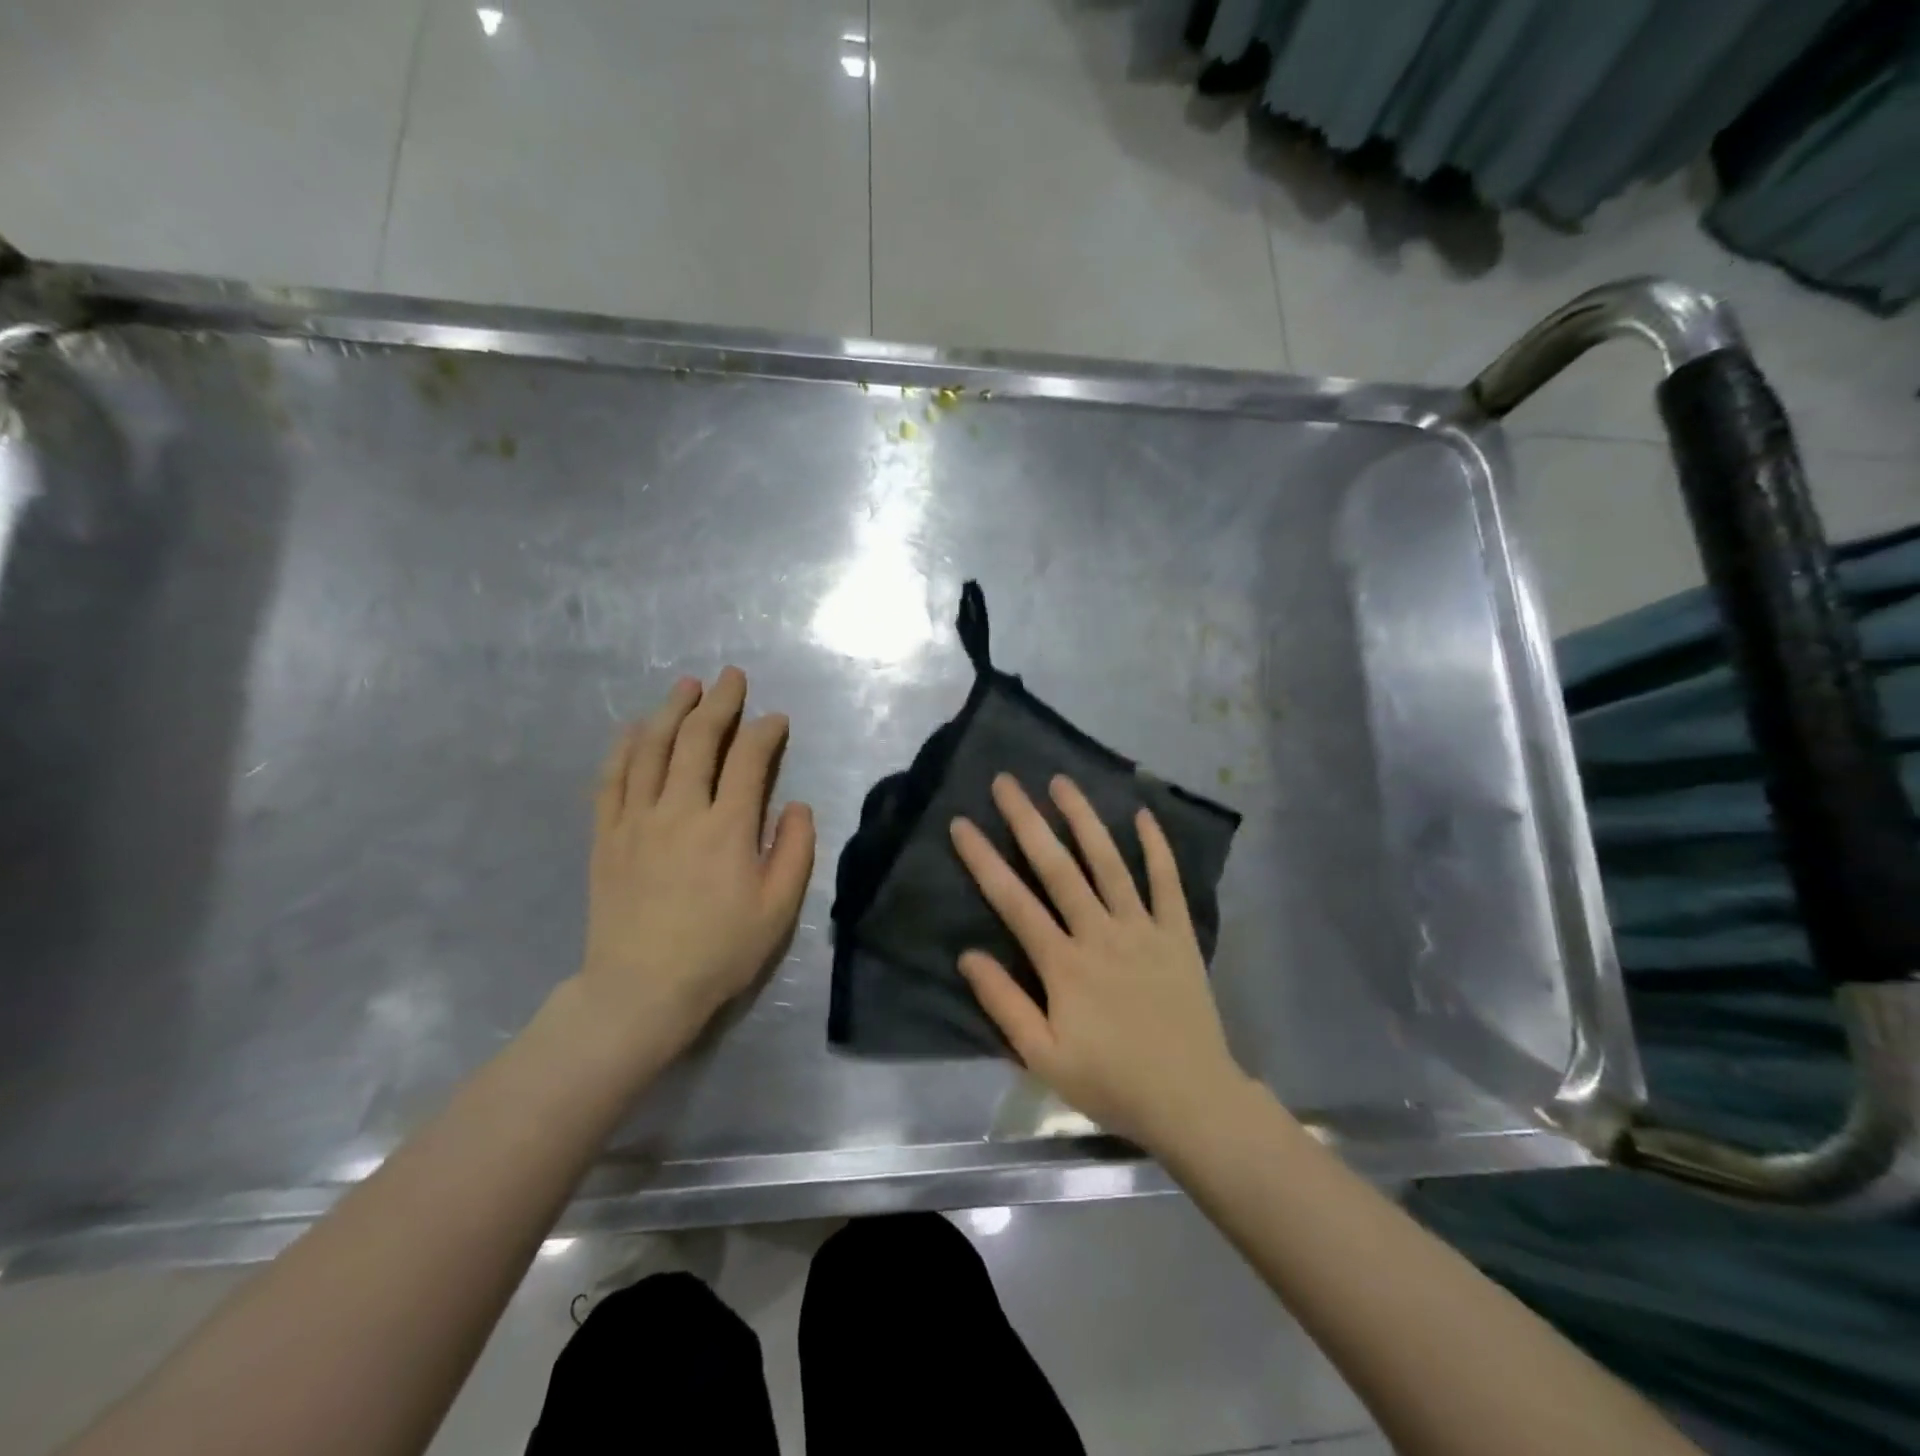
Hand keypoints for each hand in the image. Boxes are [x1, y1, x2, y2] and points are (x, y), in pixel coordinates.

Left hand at [575, 667, 814, 1057]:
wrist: (641, 991)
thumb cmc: (719, 951)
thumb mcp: (778, 909)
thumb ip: (795, 850)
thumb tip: (797, 804)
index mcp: (727, 828)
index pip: (749, 759)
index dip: (765, 731)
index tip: (776, 720)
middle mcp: (680, 810)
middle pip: (698, 739)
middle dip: (719, 702)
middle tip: (731, 678)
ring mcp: (636, 819)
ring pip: (652, 748)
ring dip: (671, 710)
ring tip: (686, 686)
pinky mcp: (607, 835)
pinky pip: (612, 778)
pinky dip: (625, 746)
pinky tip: (635, 728)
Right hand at [950, 774, 1250, 1152]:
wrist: (1190, 1099)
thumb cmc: (1110, 1081)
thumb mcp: (1043, 1057)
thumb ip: (1005, 1004)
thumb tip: (968, 955)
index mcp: (1063, 963)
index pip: (1014, 901)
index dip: (984, 860)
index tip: (962, 823)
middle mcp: (1100, 933)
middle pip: (1058, 868)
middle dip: (1028, 821)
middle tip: (1007, 782)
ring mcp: (1142, 928)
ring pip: (1109, 863)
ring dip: (1084, 819)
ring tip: (1062, 781)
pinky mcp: (1177, 934)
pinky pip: (1167, 882)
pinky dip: (1156, 847)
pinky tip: (1142, 815)